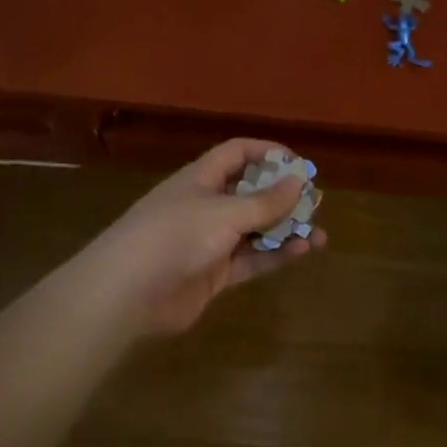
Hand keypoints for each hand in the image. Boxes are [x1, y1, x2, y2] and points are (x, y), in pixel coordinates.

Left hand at [82, 138, 325, 336]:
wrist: (127, 293)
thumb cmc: (176, 235)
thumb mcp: (225, 212)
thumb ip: (265, 201)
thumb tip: (299, 181)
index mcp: (202, 178)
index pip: (237, 153)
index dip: (267, 153)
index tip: (299, 164)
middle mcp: (206, 204)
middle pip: (250, 192)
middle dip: (282, 196)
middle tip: (315, 201)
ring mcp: (209, 241)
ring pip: (254, 229)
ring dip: (284, 229)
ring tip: (319, 232)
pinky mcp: (213, 274)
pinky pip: (250, 259)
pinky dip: (274, 255)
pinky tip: (301, 252)